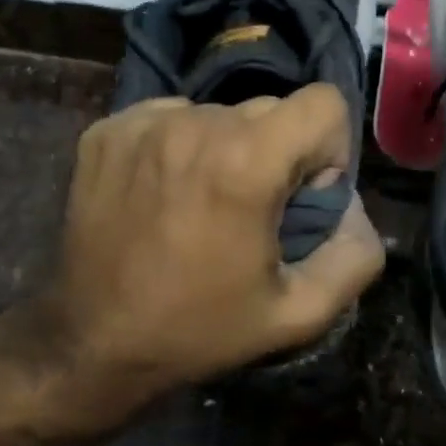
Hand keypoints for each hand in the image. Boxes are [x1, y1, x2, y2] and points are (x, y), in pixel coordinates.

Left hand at [22, 86, 383, 433]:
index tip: (300, 199)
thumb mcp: (297, 314)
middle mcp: (194, 124)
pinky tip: (162, 196)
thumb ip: (354, 256)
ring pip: (217, 114)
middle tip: (250, 213)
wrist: (91, 342)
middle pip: (270, 109)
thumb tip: (353, 210)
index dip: (327, 151)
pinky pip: (168, 119)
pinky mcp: (105, 132)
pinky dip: (178, 147)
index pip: (324, 103)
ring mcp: (142, 123)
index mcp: (246, 161)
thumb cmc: (199, 330)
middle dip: (277, 154)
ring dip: (225, 150)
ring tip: (200, 207)